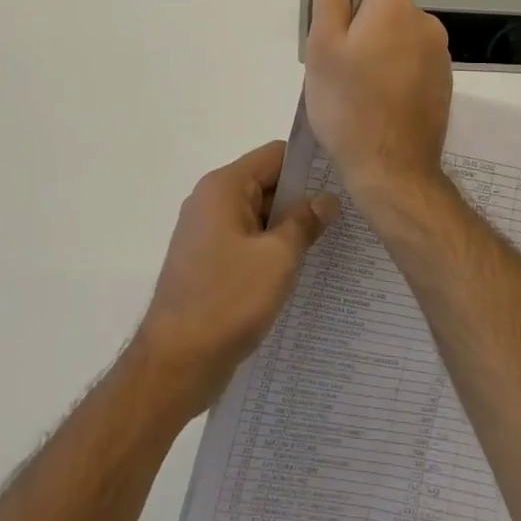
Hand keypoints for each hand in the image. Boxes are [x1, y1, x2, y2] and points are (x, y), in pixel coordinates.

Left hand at [134, 141, 338, 415]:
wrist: (174, 365)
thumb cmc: (227, 301)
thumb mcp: (277, 258)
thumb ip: (304, 222)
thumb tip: (327, 198)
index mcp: (224, 187)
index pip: (275, 155)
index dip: (310, 165)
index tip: (344, 181)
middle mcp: (211, 201)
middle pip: (267, 183)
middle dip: (303, 199)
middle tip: (346, 216)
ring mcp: (207, 233)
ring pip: (259, 216)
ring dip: (289, 228)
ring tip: (332, 243)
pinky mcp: (208, 262)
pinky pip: (248, 242)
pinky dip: (272, 250)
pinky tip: (301, 270)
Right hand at [303, 0, 452, 206]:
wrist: (392, 169)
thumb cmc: (348, 104)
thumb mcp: (324, 45)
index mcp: (397, 8)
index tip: (336, 30)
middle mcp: (427, 24)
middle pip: (390, 6)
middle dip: (365, 24)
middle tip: (339, 63)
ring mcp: (440, 57)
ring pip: (401, 36)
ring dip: (381, 49)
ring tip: (357, 87)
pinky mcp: (443, 85)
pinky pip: (414, 62)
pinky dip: (397, 71)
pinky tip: (379, 102)